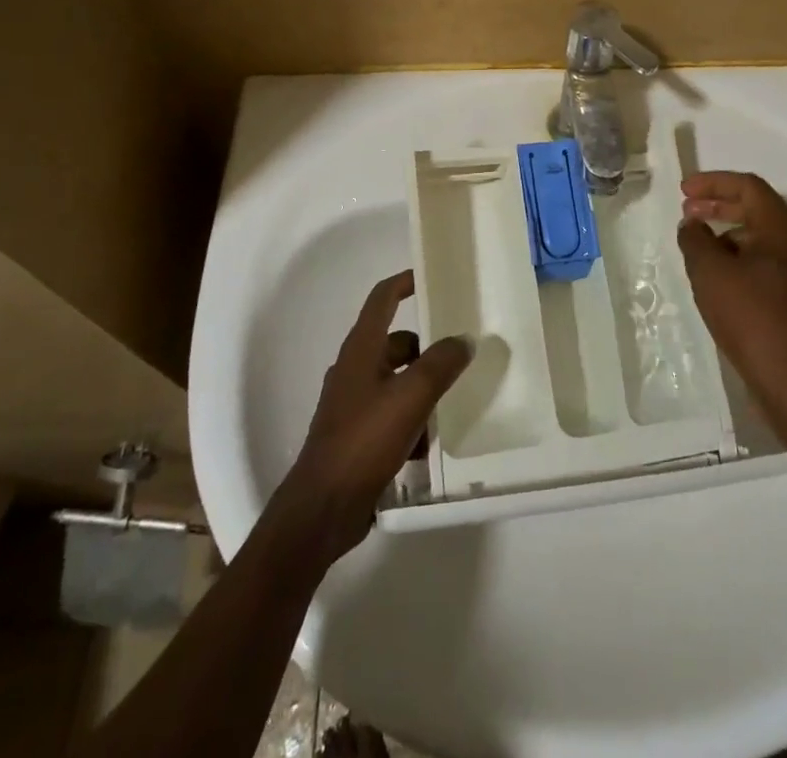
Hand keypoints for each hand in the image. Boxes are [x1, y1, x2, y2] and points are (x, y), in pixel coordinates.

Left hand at [273, 271, 472, 562]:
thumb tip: (463, 340)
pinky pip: (393, 414)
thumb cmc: (364, 441)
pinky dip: (413, 420)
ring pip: (397, 380)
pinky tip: (433, 441)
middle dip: (428, 348)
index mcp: (361, 350)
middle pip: (397, 343)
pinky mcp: (358, 435)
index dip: (405, 282)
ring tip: (456, 399)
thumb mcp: (410, 397)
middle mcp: (355, 369)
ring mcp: (353, 404)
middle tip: (462, 353)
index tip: (432, 277)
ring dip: (423, 387)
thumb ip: (440, 365)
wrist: (322, 509)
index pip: (382, 299)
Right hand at [678, 171, 786, 425]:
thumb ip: (696, 240)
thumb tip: (693, 226)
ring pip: (763, 240)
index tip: (684, 191)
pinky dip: (741, 260)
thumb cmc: (753, 319)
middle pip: (758, 210)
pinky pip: (768, 265)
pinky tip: (719, 280)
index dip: (713, 183)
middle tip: (687, 213)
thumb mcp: (711, 273)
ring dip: (729, 235)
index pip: (749, 187)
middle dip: (720, 206)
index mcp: (785, 230)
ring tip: (698, 248)